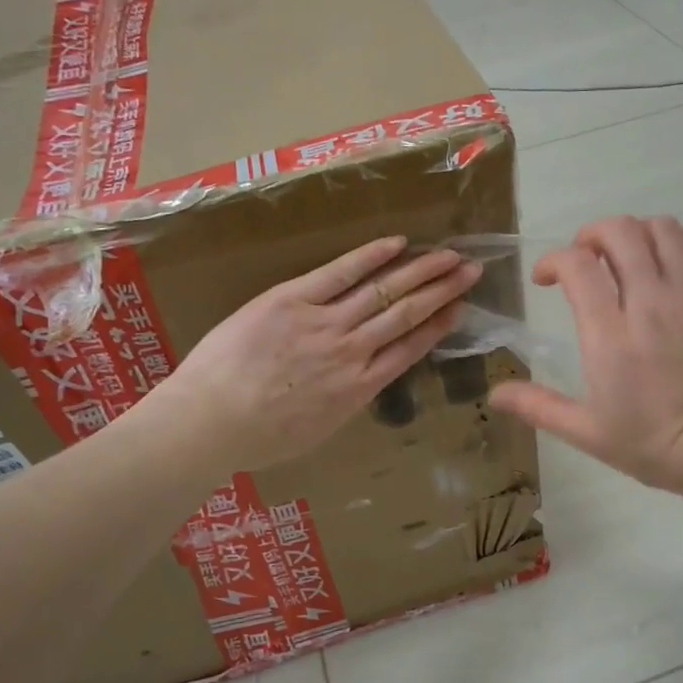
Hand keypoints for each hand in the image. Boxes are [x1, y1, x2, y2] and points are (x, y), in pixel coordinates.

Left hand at [158, 238, 481, 469]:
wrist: (210, 422)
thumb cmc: (258, 438)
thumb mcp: (318, 430)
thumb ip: (344, 400)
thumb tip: (358, 382)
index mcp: (359, 388)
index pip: (410, 349)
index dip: (438, 326)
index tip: (459, 308)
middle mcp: (353, 352)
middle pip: (406, 315)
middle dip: (442, 291)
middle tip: (471, 270)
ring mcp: (325, 323)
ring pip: (384, 292)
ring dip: (421, 271)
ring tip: (450, 255)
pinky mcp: (293, 300)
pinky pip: (340, 273)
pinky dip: (370, 257)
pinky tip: (398, 243)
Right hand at [489, 216, 682, 496]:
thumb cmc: (649, 444)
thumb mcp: (585, 432)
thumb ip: (537, 406)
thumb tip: (494, 394)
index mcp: (609, 335)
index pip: (577, 265)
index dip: (554, 260)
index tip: (547, 279)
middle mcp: (650, 303)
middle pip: (620, 233)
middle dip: (593, 235)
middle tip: (587, 258)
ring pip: (663, 230)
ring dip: (637, 233)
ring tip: (629, 256)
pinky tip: (672, 257)